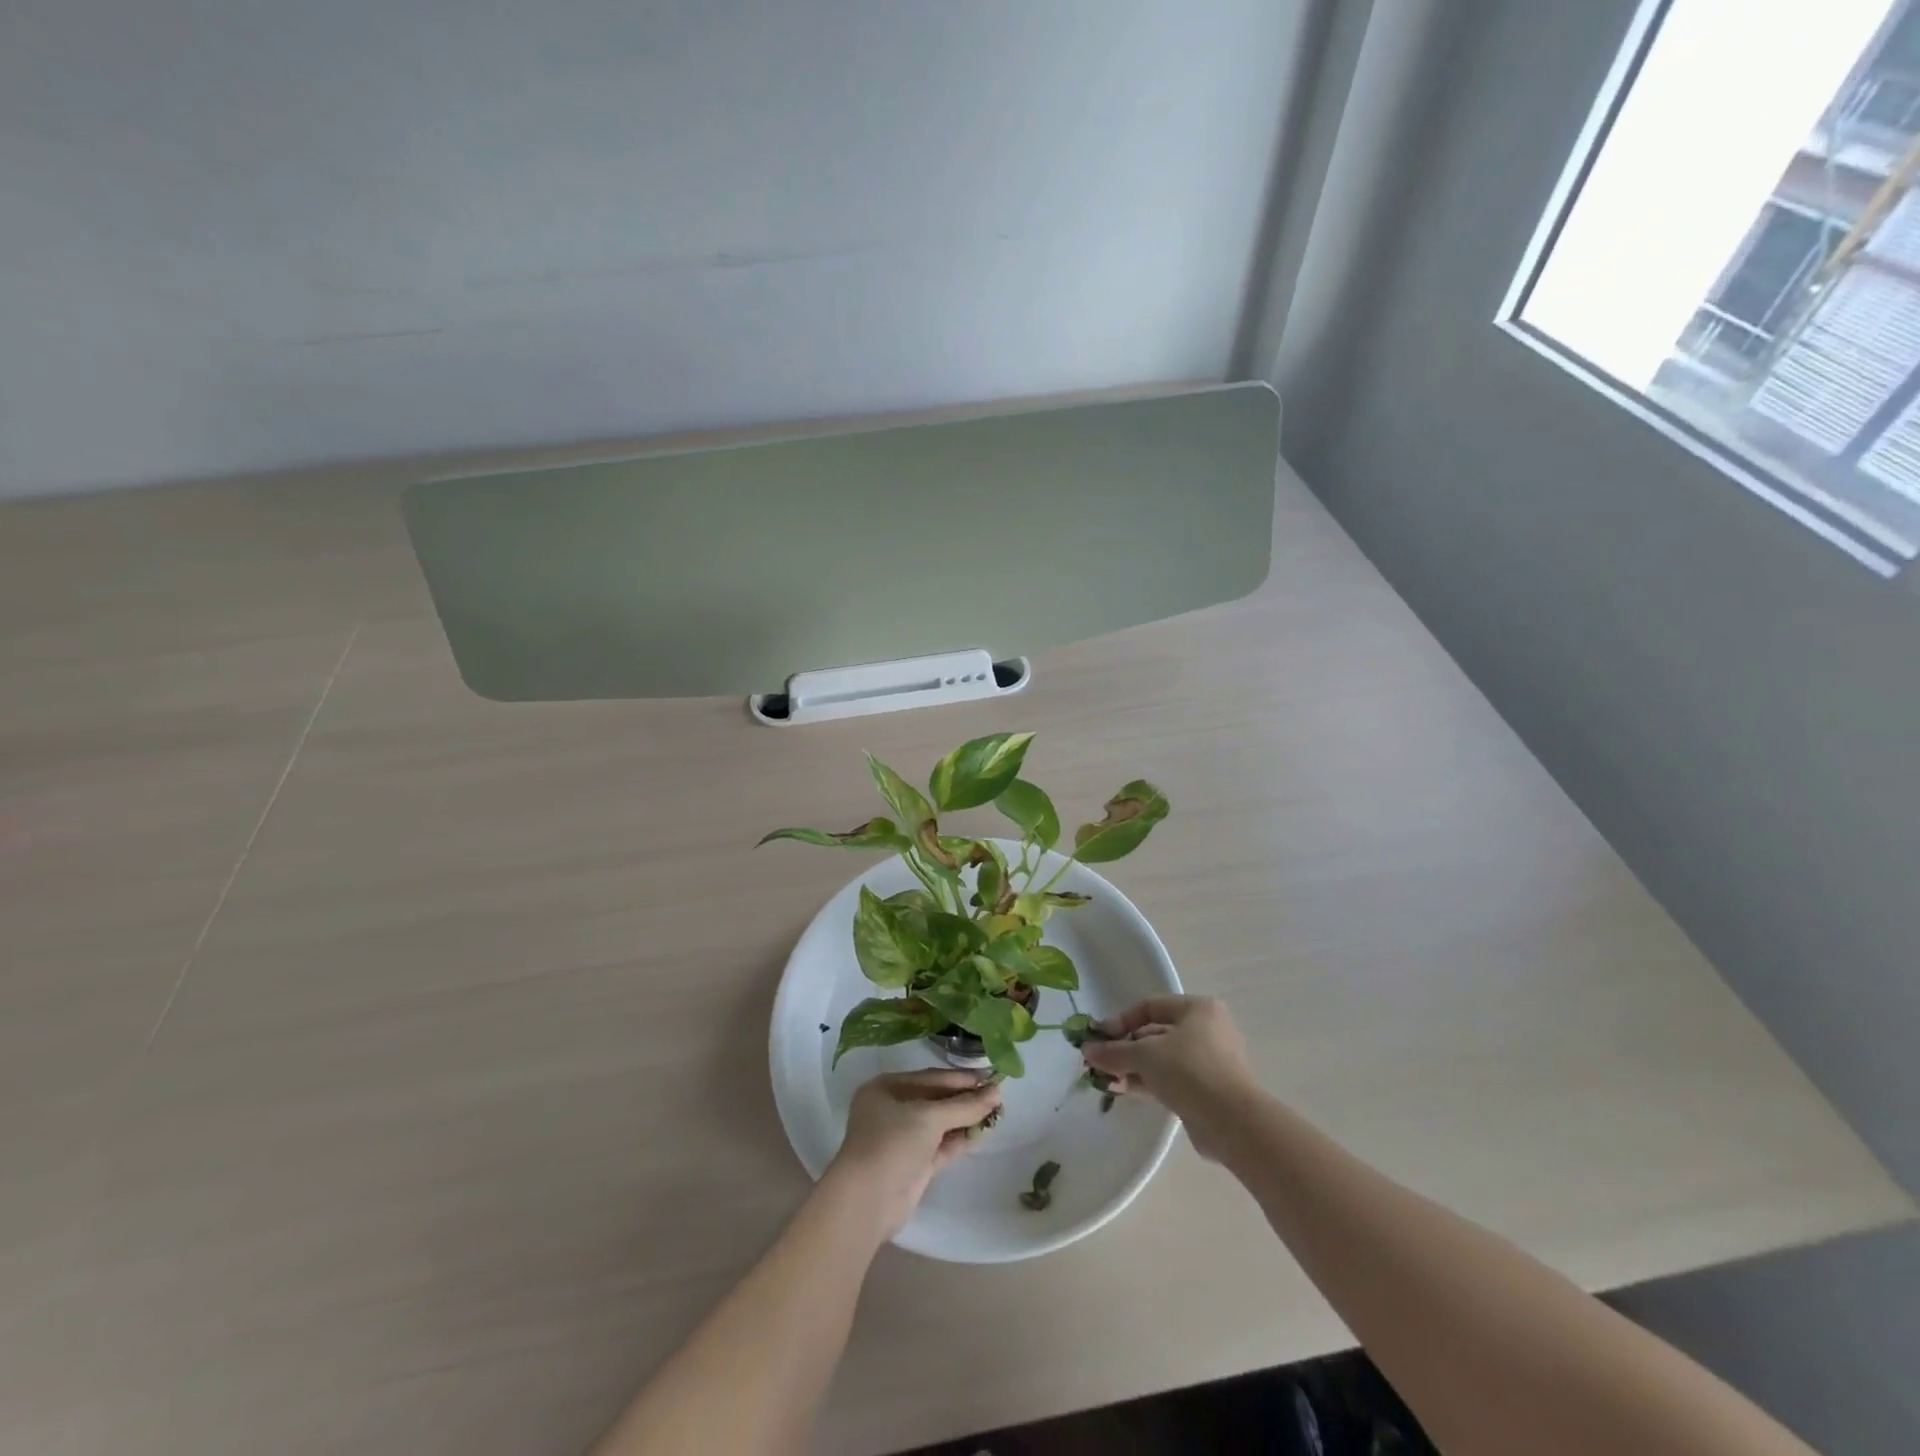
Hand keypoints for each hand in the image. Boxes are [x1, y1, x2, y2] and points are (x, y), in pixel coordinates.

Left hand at [822, 1070, 1001, 1239]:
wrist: (868, 1200)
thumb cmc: (892, 1142)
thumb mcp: (929, 1117)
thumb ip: (964, 1105)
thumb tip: (997, 1093)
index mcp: (886, 1088)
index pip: (930, 1077)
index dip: (960, 1077)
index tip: (990, 1076)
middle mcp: (892, 1110)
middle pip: (935, 1099)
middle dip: (964, 1098)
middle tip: (998, 1095)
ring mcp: (902, 1139)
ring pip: (939, 1124)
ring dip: (965, 1119)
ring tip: (997, 1112)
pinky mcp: (913, 1166)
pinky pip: (940, 1146)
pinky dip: (959, 1139)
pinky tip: (982, 1133)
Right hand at [1082, 996, 1260, 1155]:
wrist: (1233, 1123)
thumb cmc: (1189, 1070)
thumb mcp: (1144, 1054)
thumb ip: (1114, 1051)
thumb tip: (1087, 1050)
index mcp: (1198, 1009)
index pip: (1150, 1006)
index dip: (1121, 1020)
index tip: (1099, 1038)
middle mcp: (1208, 1030)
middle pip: (1156, 1033)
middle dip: (1126, 1048)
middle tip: (1101, 1062)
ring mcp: (1212, 1062)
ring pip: (1164, 1059)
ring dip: (1135, 1068)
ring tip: (1109, 1080)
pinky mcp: (1210, 1091)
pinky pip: (1174, 1080)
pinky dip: (1150, 1083)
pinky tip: (1126, 1091)